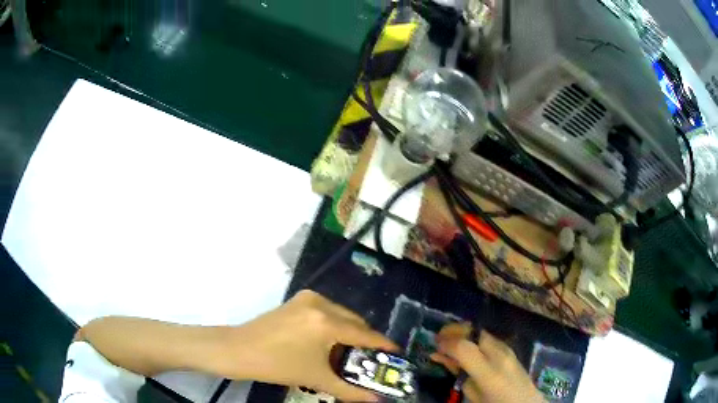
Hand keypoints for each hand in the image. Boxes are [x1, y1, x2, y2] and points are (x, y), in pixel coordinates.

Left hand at [217, 290, 397, 401]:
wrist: (238, 350)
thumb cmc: (277, 365)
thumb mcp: (316, 379)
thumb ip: (350, 391)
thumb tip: (376, 401)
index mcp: (326, 322)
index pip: (364, 333)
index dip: (383, 344)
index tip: (396, 353)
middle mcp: (320, 303)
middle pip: (354, 321)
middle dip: (365, 340)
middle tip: (370, 360)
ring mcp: (307, 299)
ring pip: (341, 315)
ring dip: (349, 332)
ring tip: (350, 354)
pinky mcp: (297, 300)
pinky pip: (327, 311)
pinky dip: (334, 325)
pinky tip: (330, 343)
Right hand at [431, 323, 544, 402]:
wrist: (526, 402)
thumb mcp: (473, 395)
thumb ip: (459, 375)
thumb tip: (443, 358)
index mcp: (488, 372)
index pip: (463, 347)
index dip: (446, 343)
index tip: (434, 345)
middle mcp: (499, 354)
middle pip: (474, 331)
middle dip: (454, 330)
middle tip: (439, 337)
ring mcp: (507, 349)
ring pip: (481, 331)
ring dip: (464, 332)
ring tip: (450, 340)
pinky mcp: (510, 349)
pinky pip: (488, 338)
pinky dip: (473, 338)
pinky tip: (466, 346)